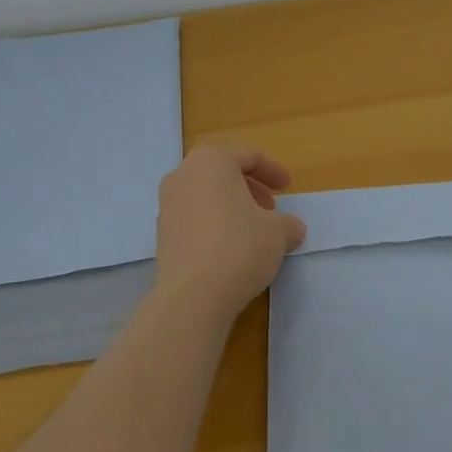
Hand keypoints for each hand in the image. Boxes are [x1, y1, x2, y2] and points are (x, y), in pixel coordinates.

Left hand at [154, 143, 306, 325]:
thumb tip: (290, 228)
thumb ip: (288, 223)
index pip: (247, 156)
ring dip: (231, 207)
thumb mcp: (279, 232)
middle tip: (270, 209)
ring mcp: (167, 204)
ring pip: (206, 195)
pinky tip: (230, 250)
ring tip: (253, 232)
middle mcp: (183, 174)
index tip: (288, 188)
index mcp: (211, 160)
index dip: (272, 171)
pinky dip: (213, 224)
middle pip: (222, 172)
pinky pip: (193, 218)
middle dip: (249, 188)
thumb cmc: (240, 247)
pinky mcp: (161, 234)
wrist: (193, 296)